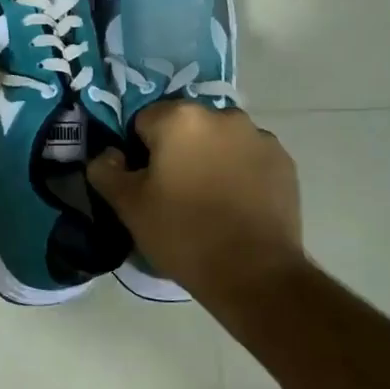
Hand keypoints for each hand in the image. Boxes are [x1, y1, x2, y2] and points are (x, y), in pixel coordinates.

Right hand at [87, 102, 303, 294]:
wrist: (255, 273)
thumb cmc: (183, 233)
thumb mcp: (128, 206)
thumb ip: (106, 170)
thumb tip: (108, 155)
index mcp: (180, 118)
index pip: (143, 121)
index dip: (139, 152)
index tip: (145, 184)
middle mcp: (222, 115)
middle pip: (185, 127)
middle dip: (177, 151)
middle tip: (174, 194)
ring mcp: (258, 136)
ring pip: (219, 140)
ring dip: (211, 158)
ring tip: (209, 202)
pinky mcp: (283, 161)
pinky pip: (249, 158)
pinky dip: (240, 172)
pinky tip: (237, 206)